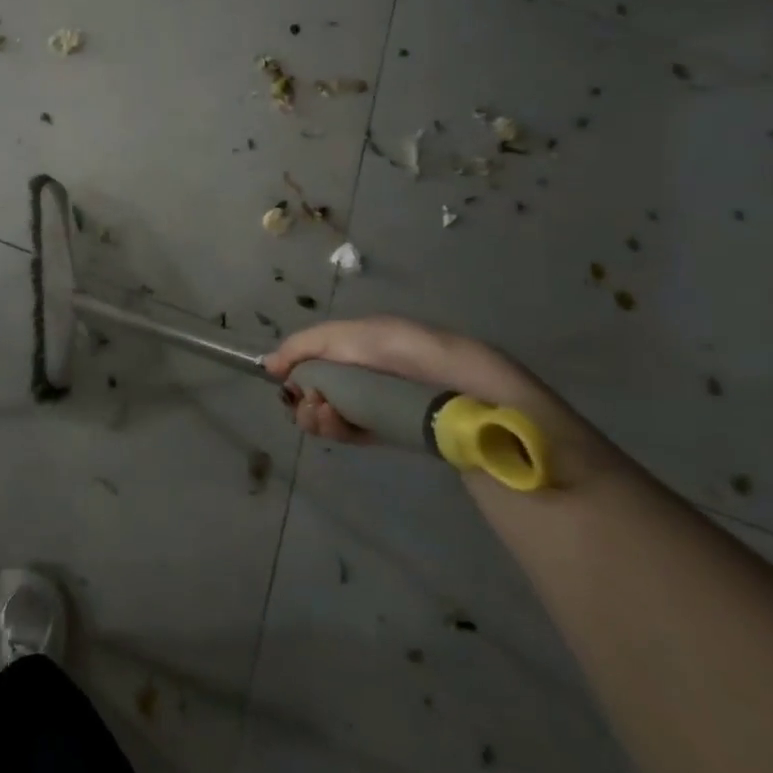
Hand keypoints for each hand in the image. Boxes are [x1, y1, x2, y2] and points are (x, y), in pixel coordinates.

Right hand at [265, 313, 613, 469]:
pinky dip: (341, 429)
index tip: (274, 376)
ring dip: (321, 411)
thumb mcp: (372, 338)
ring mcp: (396, 401)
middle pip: (331, 375)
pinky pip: (362, 427)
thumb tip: (273, 364)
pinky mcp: (407, 434)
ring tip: (321, 421)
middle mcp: (388, 366)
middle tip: (305, 405)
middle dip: (310, 387)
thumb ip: (319, 345)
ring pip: (342, 404)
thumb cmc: (432, 367)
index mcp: (386, 337)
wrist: (500, 420)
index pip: (329, 343)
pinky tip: (333, 431)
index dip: (300, 356)